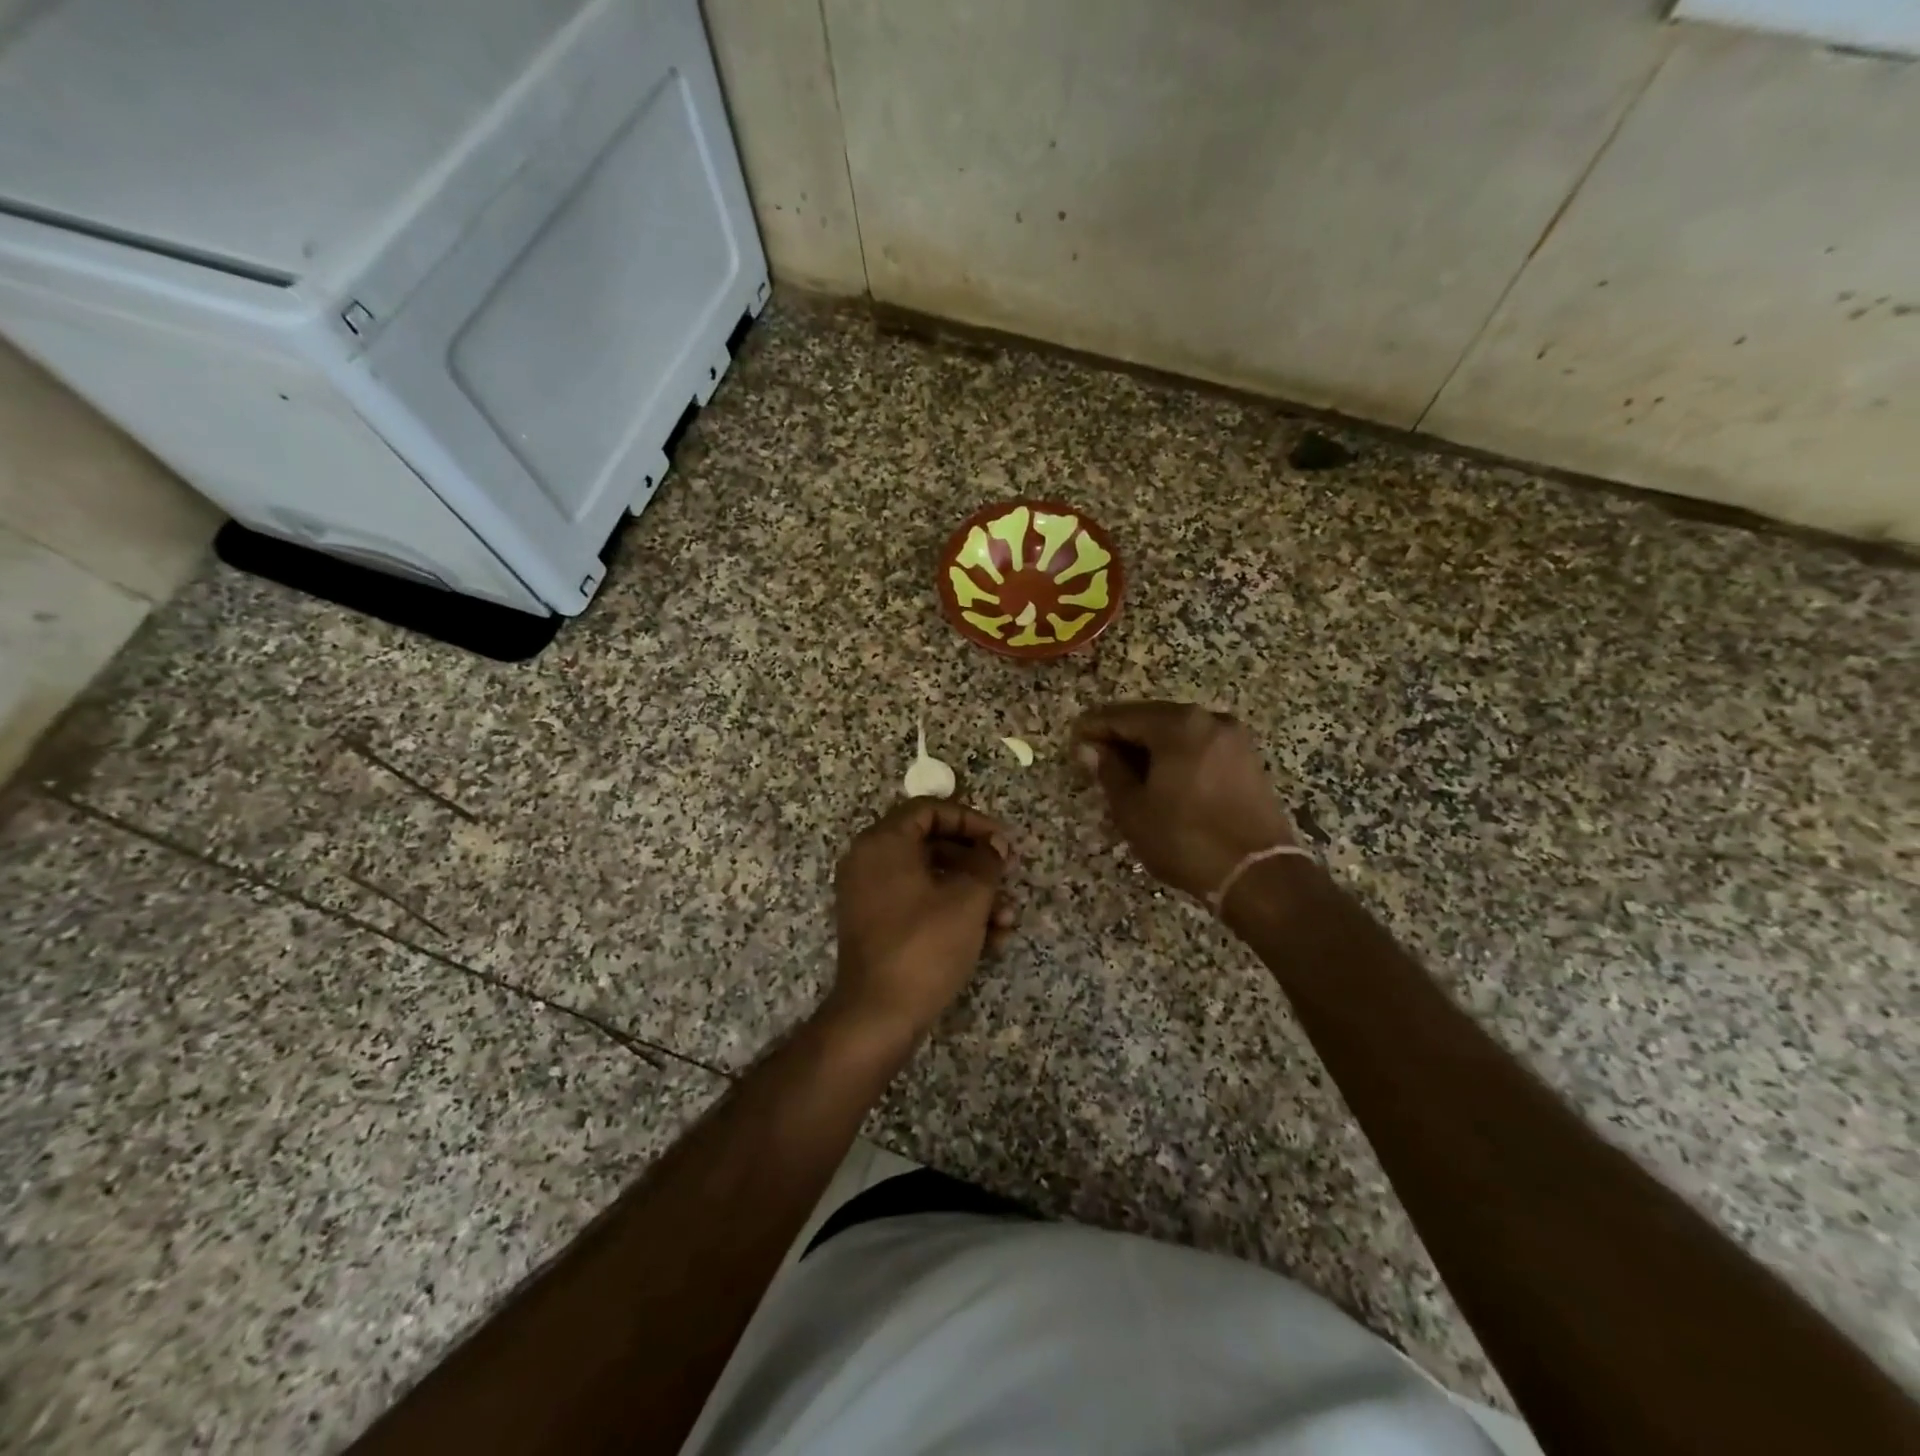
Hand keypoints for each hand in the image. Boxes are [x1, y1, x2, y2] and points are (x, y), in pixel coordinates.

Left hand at [828, 799, 1015, 1043]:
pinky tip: (990, 939)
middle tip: (1009, 875)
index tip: (1002, 842)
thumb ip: (987, 862)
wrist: (878, 1015)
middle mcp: (870, 861)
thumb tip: (995, 845)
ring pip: (931, 879)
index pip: (930, 809)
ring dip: (972, 893)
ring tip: (1007, 919)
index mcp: (883, 842)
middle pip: (932, 844)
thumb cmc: (925, 945)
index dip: (972, 820)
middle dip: (977, 862)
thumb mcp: (968, 899)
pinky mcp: (877, 926)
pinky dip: (952, 913)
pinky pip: (919, 904)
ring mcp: (870, 895)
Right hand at [1072, 701, 1295, 901]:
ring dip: (1149, 746)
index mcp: (1178, 725)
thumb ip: (1109, 771)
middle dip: (1122, 735)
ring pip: (1177, 733)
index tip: (1073, 740)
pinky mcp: (1247, 760)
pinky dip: (1175, 756)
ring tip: (1124, 770)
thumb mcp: (1133, 809)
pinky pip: (1199, 747)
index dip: (1094, 728)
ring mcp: (1233, 738)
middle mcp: (1208, 719)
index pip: (1122, 716)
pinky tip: (1160, 777)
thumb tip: (1089, 748)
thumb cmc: (1185, 839)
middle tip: (1095, 756)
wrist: (1259, 875)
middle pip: (1152, 718)